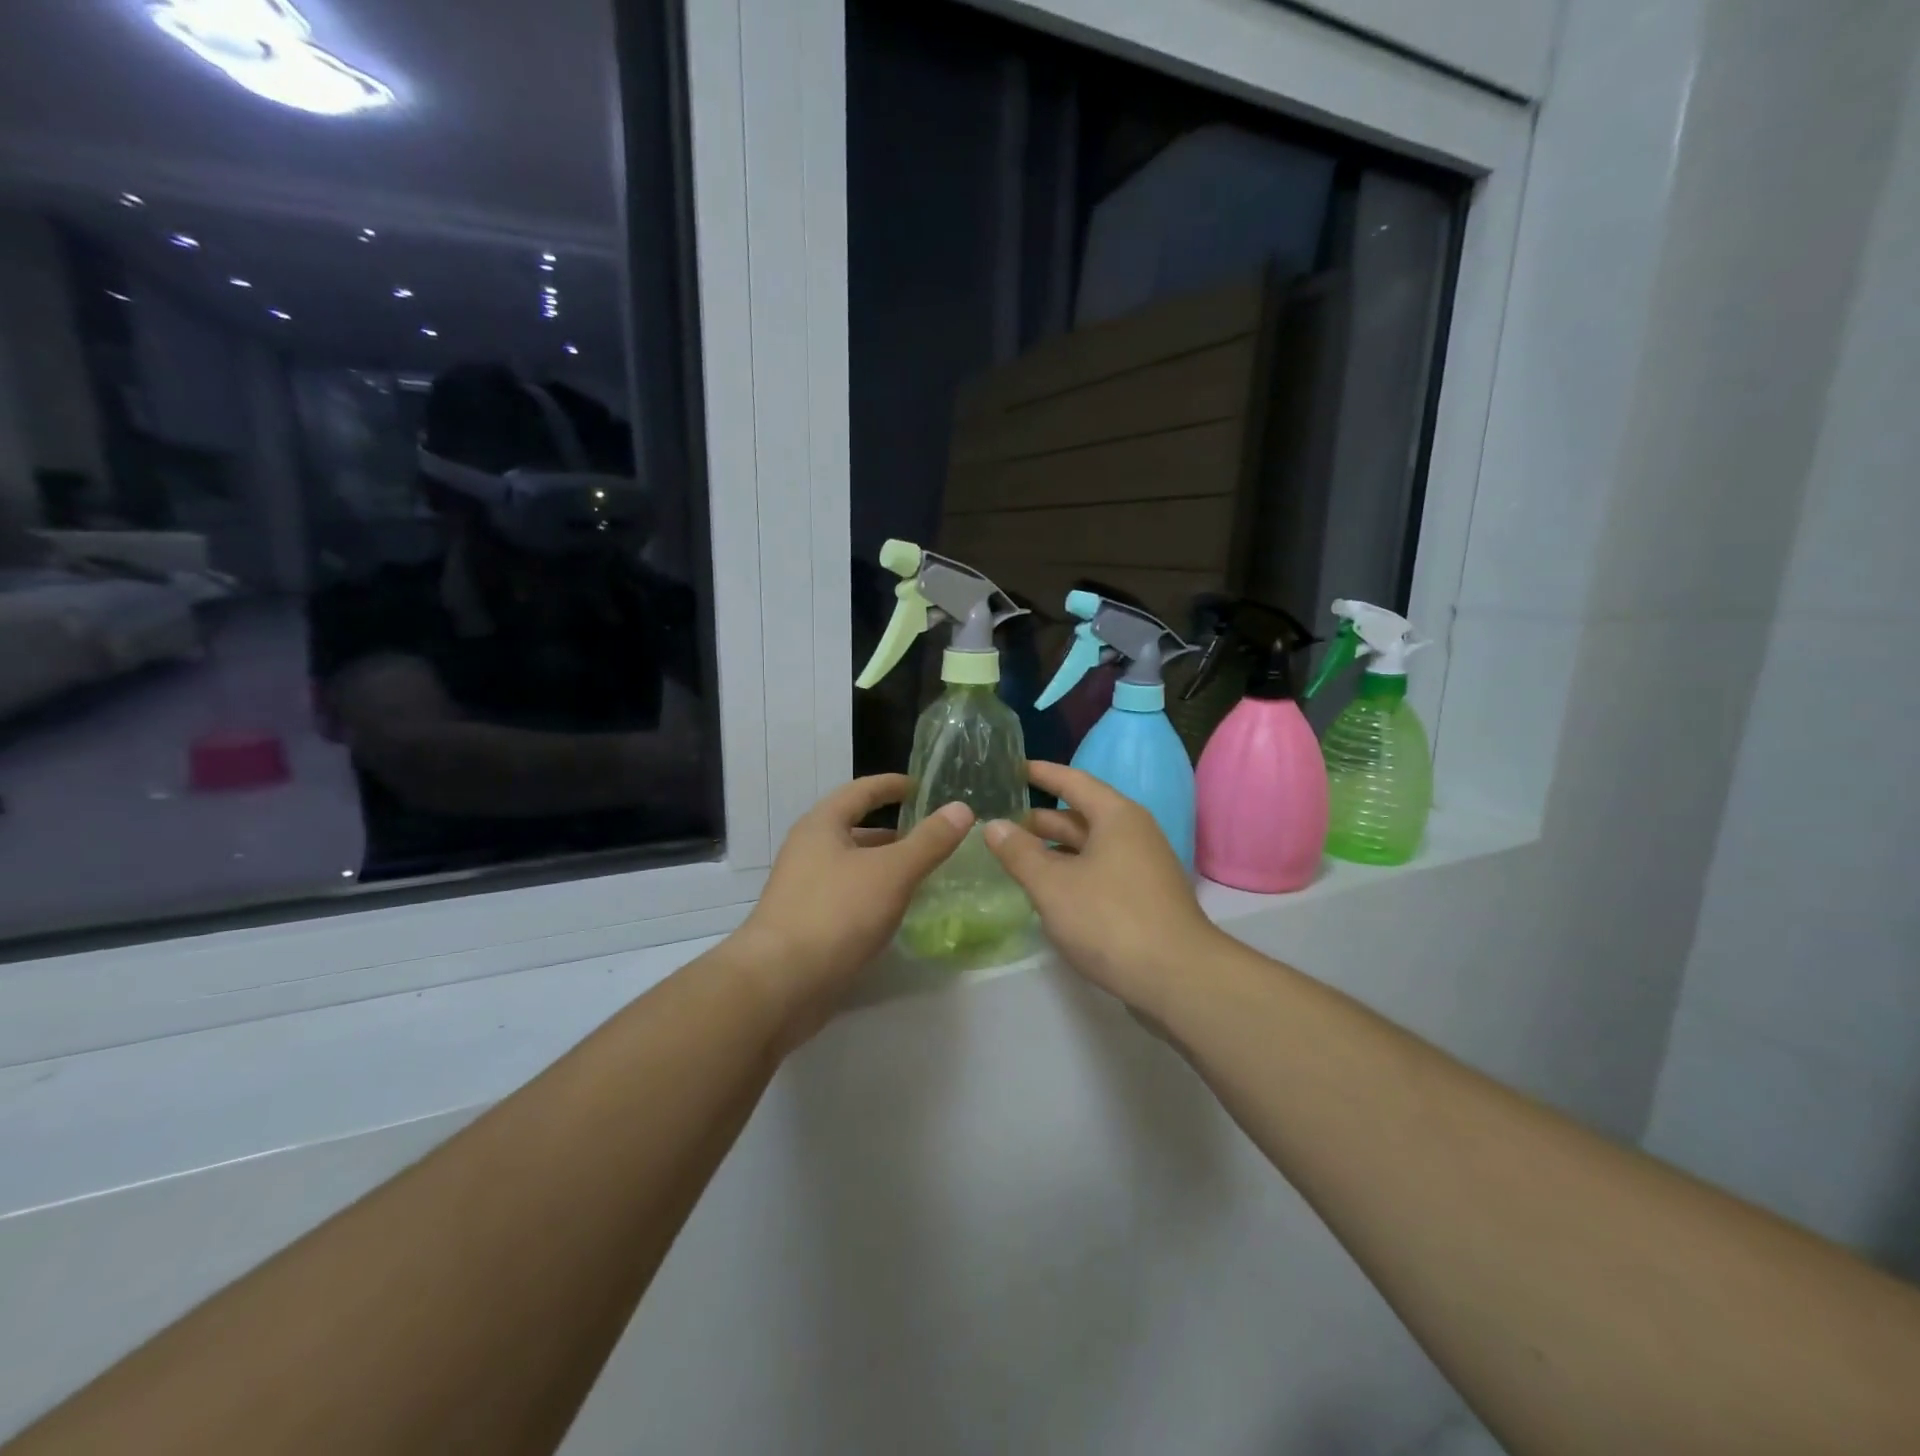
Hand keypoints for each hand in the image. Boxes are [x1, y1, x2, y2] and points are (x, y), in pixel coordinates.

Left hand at [735, 775, 972, 1040]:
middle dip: (893, 832)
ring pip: (853, 867)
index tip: (921, 787)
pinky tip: (897, 913)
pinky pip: (848, 898)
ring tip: (924, 875)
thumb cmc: (836, 913)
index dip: (891, 786)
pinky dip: (875, 896)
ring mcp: (804, 890)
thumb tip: (961, 809)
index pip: (861, 791)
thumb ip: (929, 841)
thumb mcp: (892, 872)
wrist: (780, 984)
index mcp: (822, 826)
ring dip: (885, 866)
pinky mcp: (807, 925)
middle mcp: (808, 851)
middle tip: (932, 837)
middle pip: (855, 830)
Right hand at [983, 761, 1222, 1016]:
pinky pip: (1099, 872)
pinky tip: (1048, 891)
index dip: (1042, 773)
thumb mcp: (1053, 885)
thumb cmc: (1110, 919)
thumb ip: (1020, 853)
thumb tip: (994, 825)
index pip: (1073, 782)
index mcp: (1116, 817)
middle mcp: (1133, 834)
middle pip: (1081, 816)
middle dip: (1041, 820)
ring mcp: (1141, 867)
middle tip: (1000, 822)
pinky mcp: (1143, 898)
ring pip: (1089, 848)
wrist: (1178, 978)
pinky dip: (1071, 873)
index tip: (1013, 768)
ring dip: (1054, 850)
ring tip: (1015, 857)